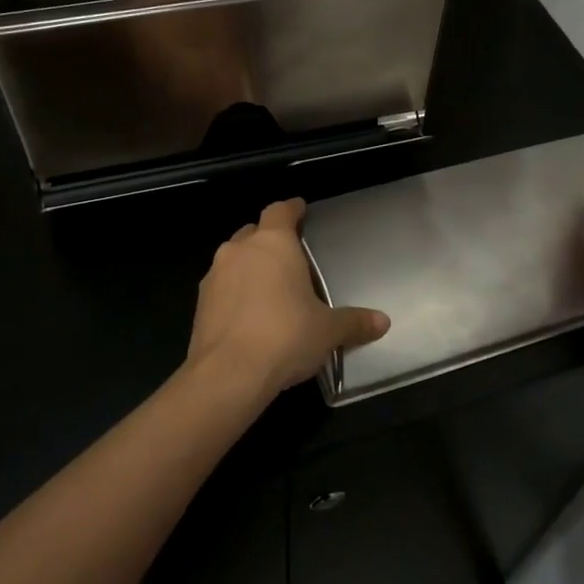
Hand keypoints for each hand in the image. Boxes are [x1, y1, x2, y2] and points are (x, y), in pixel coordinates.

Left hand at [187, 199, 389, 399]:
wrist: (227, 374)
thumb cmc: (285, 336)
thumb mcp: (328, 330)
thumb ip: (354, 322)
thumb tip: (383, 322)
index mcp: (273, 243)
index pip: (280, 211)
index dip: (292, 209)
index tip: (301, 210)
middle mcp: (239, 250)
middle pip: (253, 231)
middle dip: (269, 239)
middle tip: (289, 255)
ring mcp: (214, 276)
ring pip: (233, 258)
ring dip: (248, 266)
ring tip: (269, 287)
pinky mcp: (199, 304)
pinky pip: (221, 287)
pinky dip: (234, 292)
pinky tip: (248, 314)